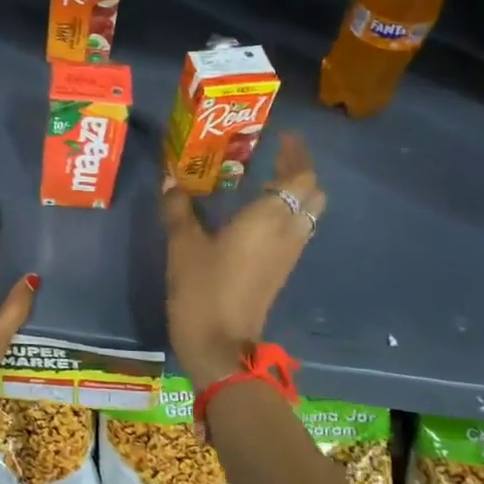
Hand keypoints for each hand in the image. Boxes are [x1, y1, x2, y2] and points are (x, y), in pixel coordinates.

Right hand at [160, 134, 323, 390]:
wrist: (220, 346)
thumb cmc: (202, 289)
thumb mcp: (182, 244)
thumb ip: (178, 208)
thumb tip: (171, 180)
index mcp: (269, 218)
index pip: (301, 177)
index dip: (297, 154)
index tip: (284, 137)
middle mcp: (288, 232)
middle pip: (313, 194)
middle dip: (300, 171)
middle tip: (274, 157)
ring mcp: (288, 255)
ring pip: (307, 214)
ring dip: (295, 194)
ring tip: (266, 181)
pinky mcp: (280, 272)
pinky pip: (296, 232)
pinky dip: (286, 215)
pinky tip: (258, 216)